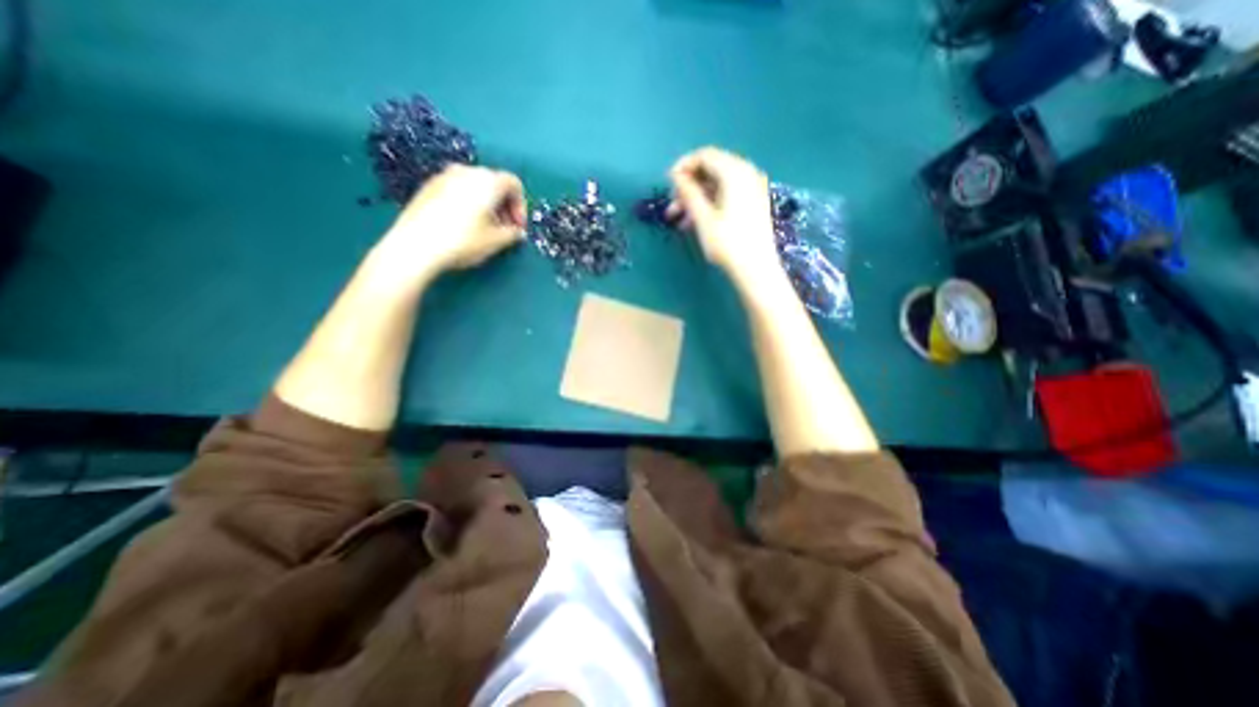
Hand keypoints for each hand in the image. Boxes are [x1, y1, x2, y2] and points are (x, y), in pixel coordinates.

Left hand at [375, 163, 525, 281]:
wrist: (415, 245)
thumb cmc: (463, 241)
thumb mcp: (496, 241)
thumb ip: (513, 234)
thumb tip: (517, 232)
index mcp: (487, 181)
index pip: (514, 184)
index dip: (521, 207)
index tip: (518, 227)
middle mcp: (466, 171)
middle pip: (494, 183)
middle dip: (504, 206)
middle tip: (504, 229)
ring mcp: (444, 176)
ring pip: (474, 186)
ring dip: (486, 205)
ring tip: (485, 229)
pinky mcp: (428, 187)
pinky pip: (457, 190)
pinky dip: (468, 203)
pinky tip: (463, 226)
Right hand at [667, 147, 778, 285]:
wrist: (756, 269)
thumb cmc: (728, 243)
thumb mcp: (703, 218)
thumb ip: (688, 192)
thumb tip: (676, 176)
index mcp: (735, 172)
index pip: (705, 155)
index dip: (683, 166)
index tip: (667, 184)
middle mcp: (746, 173)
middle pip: (711, 170)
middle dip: (688, 187)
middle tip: (672, 206)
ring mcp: (752, 189)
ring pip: (717, 186)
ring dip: (695, 199)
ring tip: (679, 221)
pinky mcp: (753, 203)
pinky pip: (726, 195)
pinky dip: (709, 204)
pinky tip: (695, 223)